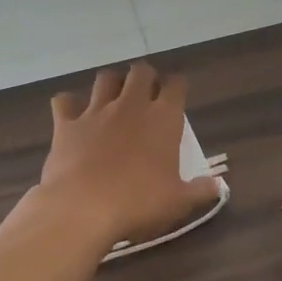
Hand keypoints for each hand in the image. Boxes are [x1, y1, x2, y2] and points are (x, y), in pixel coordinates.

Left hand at [37, 64, 219, 248]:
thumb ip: (199, 190)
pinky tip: (72, 114)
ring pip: (105, 78)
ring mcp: (96, 111)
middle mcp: (130, 105)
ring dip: (111, 83)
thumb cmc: (139, 203)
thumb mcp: (178, 202)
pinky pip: (64, 101)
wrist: (83, 208)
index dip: (177, 86)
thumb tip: (217, 186)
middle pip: (140, 72)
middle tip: (146, 93)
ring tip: (113, 97)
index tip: (177, 94)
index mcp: (163, 119)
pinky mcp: (66, 124)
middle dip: (145, 77)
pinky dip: (68, 104)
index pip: (176, 86)